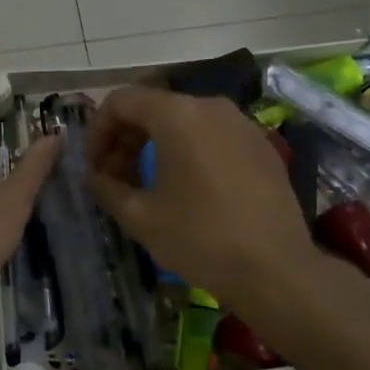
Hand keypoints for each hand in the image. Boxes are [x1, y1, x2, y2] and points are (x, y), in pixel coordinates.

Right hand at [86, 86, 317, 310]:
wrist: (276, 269)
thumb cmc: (200, 238)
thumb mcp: (140, 216)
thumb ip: (107, 187)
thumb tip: (96, 175)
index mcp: (177, 114)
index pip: (121, 101)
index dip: (98, 131)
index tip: (93, 166)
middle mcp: (210, 106)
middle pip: (153, 107)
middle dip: (126, 138)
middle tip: (114, 177)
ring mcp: (241, 123)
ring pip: (184, 120)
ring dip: (156, 144)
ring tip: (147, 183)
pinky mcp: (261, 145)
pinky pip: (212, 135)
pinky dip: (189, 150)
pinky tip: (188, 187)